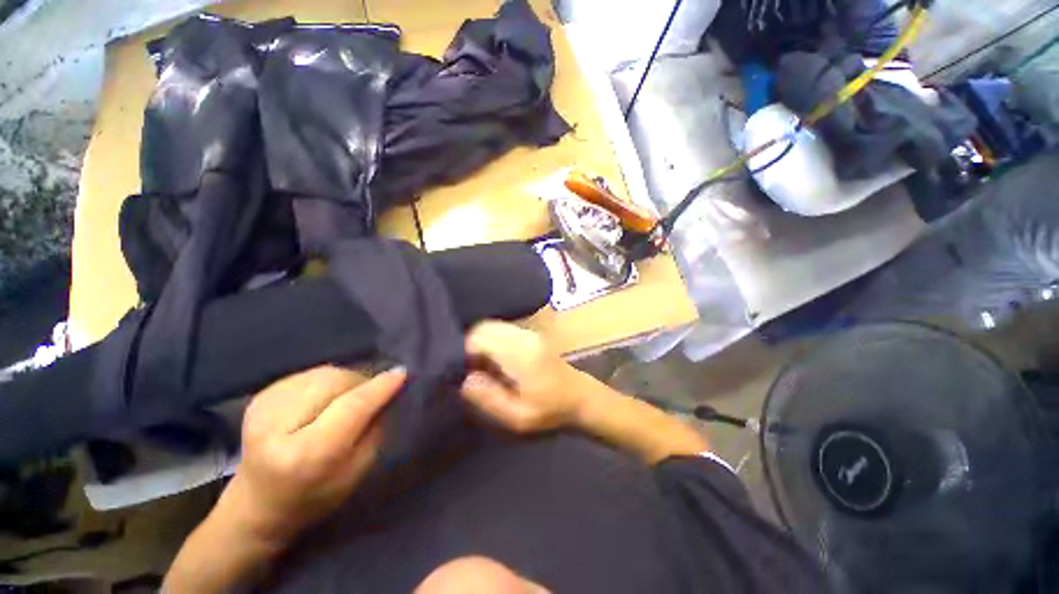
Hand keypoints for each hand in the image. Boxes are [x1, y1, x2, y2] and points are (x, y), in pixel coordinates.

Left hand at [223, 365, 404, 542]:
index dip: (380, 387)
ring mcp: (264, 407)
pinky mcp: (260, 396)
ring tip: (346, 399)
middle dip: (362, 383)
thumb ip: (375, 428)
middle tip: (371, 397)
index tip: (403, 373)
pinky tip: (323, 400)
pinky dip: (327, 381)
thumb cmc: (315, 496)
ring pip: (325, 373)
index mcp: (306, 454)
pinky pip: (310, 374)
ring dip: (345, 380)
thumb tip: (389, 390)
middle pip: (336, 382)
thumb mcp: (357, 471)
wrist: (257, 505)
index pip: (351, 407)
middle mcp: (278, 426)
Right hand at [460, 321, 586, 433]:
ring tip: (486, 367)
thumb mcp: (517, 417)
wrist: (583, 398)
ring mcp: (530, 332)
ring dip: (484, 343)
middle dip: (472, 345)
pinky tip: (500, 361)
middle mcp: (523, 336)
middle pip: (484, 326)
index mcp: (519, 353)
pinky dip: (495, 341)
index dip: (465, 352)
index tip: (467, 372)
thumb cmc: (551, 411)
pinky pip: (505, 330)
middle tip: (474, 369)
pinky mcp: (534, 334)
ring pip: (494, 326)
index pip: (479, 337)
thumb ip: (488, 398)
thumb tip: (465, 379)